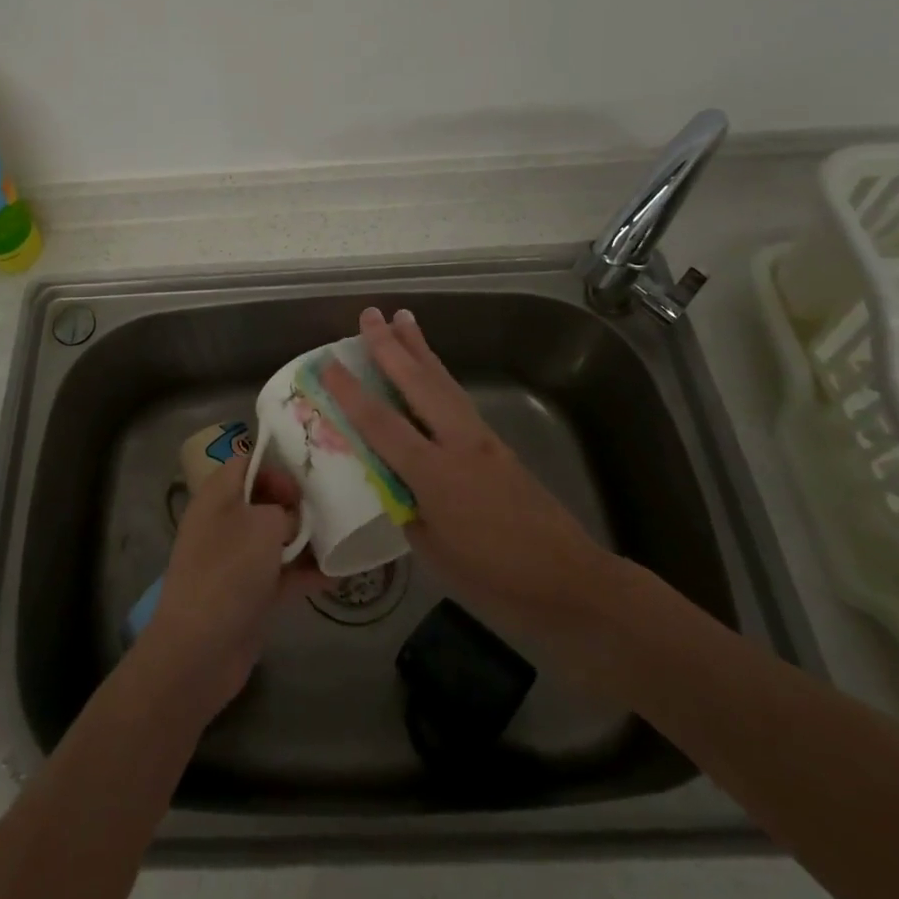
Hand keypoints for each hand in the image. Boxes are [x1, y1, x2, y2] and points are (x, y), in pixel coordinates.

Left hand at [134, 455, 326, 720]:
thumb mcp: (264, 525)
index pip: (247, 463)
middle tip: (331, 507)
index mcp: (218, 495)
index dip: (276, 467)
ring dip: (306, 539)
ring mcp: (235, 560)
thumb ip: (285, 512)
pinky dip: (305, 573)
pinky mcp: (248, 594)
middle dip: (297, 504)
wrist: (199, 650)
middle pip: (264, 500)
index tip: (304, 484)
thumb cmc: (229, 571)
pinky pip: (281, 574)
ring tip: (342, 538)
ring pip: (275, 538)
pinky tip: (337, 574)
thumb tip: (292, 520)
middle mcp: (224, 521)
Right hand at [320, 307, 621, 642]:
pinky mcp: (499, 445)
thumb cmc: (495, 579)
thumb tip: (393, 483)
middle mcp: (459, 444)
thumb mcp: (434, 554)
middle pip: (418, 384)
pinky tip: (432, 371)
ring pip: (444, 383)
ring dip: (420, 349)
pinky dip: (439, 376)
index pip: (382, 424)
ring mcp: (483, 440)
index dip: (351, 393)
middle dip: (391, 346)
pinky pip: (459, 399)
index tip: (328, 363)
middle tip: (370, 315)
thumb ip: (408, 509)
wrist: (570, 583)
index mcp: (435, 474)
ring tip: (403, 318)